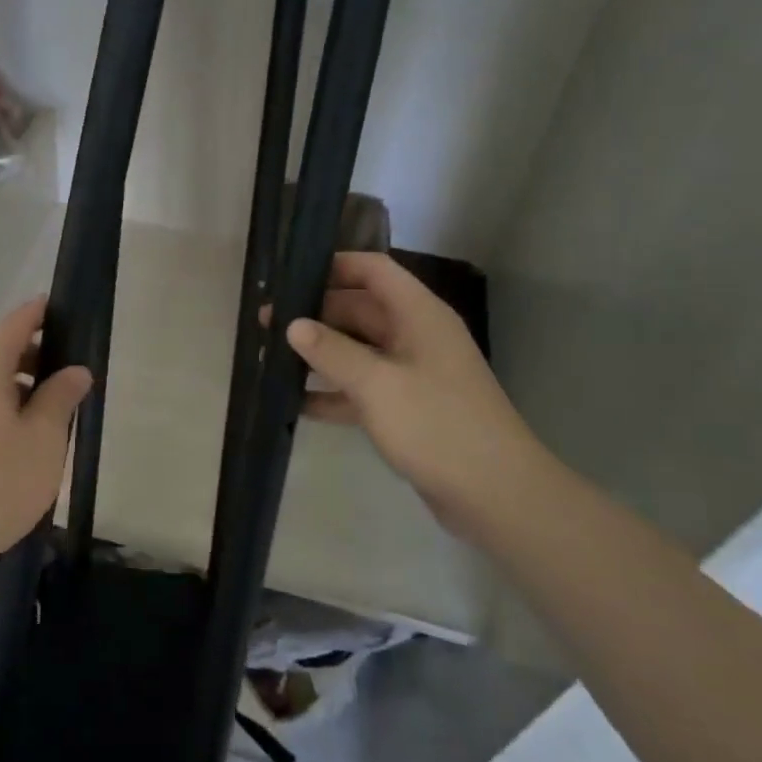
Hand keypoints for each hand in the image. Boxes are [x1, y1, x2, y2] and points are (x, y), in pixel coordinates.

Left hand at [0, 297, 92, 574]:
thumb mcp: (44, 439)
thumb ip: (61, 397)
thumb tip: (75, 370)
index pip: (17, 323)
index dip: (41, 313)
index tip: (63, 310)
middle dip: (33, 357)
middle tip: (67, 378)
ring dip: (14, 388)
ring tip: (45, 417)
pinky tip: (12, 443)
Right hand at [285, 252, 552, 531]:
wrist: (496, 495)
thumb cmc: (437, 425)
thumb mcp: (377, 384)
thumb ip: (332, 351)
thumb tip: (293, 324)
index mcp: (418, 315)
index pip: (373, 270)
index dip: (333, 266)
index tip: (289, 276)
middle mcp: (415, 335)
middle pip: (358, 310)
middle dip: (314, 314)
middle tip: (265, 323)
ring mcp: (411, 373)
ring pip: (356, 350)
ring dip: (318, 354)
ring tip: (269, 358)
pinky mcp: (406, 408)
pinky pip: (361, 388)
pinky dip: (332, 392)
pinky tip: (295, 403)